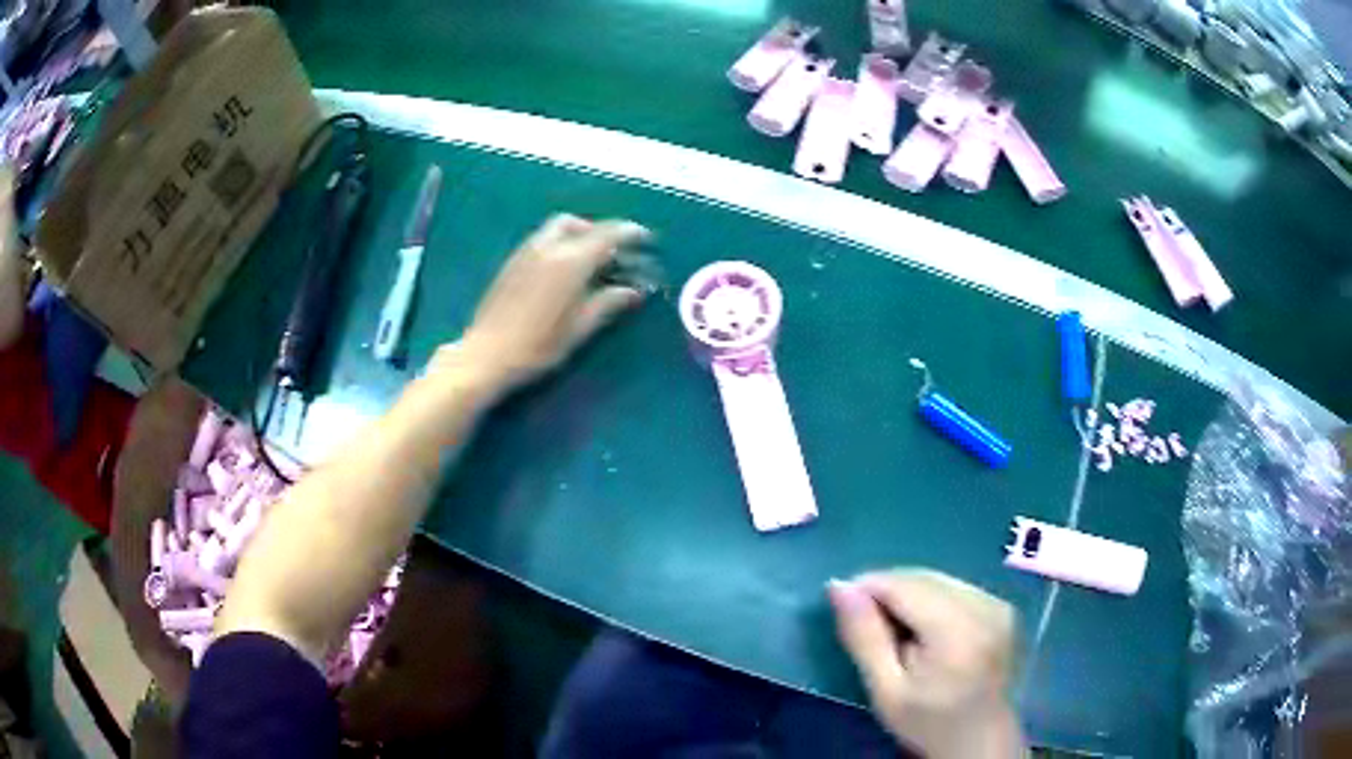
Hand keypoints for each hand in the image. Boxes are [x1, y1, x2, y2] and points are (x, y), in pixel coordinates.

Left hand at [443, 214, 649, 397]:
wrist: (486, 354)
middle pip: (577, 223)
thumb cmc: (537, 346)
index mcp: (570, 261)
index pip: (606, 234)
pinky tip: (562, 270)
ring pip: (556, 228)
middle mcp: (547, 248)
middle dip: (598, 230)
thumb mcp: (579, 329)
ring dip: (577, 234)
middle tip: (612, 251)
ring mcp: (525, 253)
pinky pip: (541, 240)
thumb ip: (607, 303)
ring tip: (589, 260)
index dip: (628, 233)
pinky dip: (559, 243)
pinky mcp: (511, 263)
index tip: (644, 237)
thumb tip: (633, 291)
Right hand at [829, 569, 1023, 758]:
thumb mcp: (886, 690)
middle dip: (889, 591)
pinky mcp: (1004, 608)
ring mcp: (999, 605)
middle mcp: (985, 607)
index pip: (904, 585)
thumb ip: (864, 637)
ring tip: (895, 631)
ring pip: (940, 580)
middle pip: (924, 578)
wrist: (979, 741)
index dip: (868, 587)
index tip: (843, 607)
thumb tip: (838, 586)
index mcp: (957, 630)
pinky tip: (925, 630)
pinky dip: (933, 599)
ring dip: (911, 594)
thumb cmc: (927, 723)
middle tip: (866, 624)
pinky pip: (958, 588)